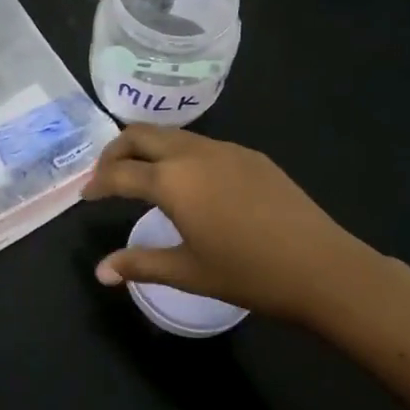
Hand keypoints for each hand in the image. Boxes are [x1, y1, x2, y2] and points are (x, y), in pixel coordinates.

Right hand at [82, 126, 409, 335]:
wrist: (323, 267)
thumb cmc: (249, 274)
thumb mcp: (188, 272)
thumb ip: (139, 264)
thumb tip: (100, 273)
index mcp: (172, 181)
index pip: (119, 173)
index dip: (97, 183)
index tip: (86, 196)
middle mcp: (194, 153)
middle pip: (140, 135)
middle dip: (115, 151)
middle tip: (106, 177)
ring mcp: (226, 149)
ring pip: (172, 135)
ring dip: (148, 149)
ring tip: (142, 177)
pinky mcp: (250, 155)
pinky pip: (202, 143)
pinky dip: (179, 154)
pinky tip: (190, 183)